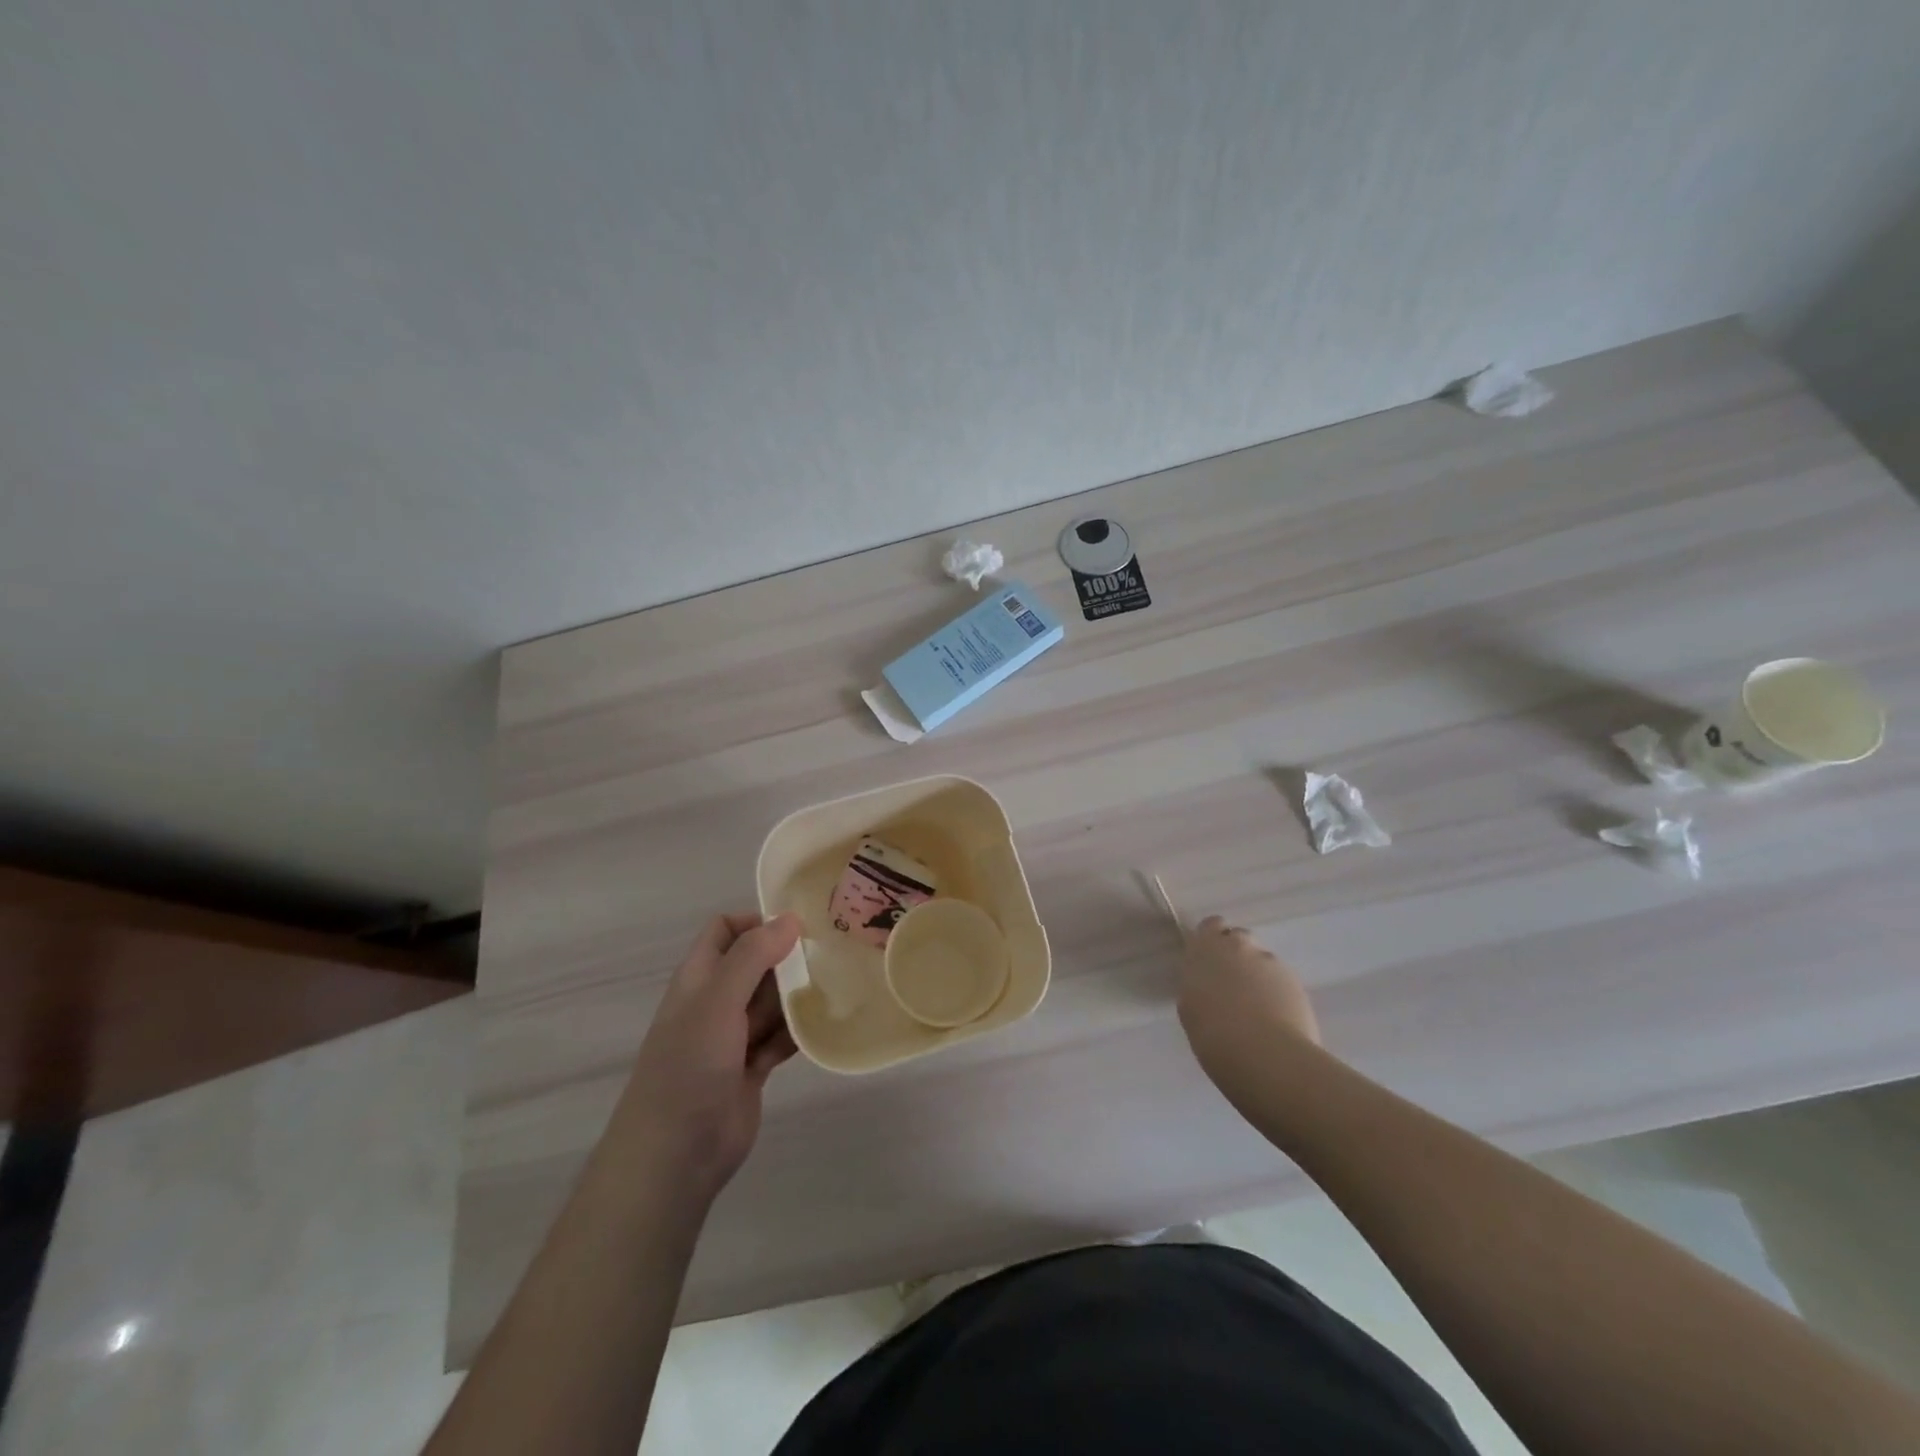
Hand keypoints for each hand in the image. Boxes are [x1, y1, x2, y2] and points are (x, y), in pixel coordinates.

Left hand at [612, 912, 803, 1205]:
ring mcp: (733, 1036)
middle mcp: (716, 1001)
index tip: (798, 926)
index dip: (756, 921)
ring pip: (772, 1001)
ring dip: (797, 996)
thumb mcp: (718, 1001)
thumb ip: (752, 956)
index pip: (726, 929)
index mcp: (699, 978)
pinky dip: (798, 1032)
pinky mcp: (751, 1068)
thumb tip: (789, 918)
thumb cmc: (689, 1066)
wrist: (675, 1155)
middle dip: (787, 958)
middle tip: (830, 955)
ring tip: (836, 987)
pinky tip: (823, 1027)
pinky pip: (781, 1037)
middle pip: (756, 963)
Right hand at [1178, 916, 1320, 1095]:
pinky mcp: (1295, 981)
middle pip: (1239, 939)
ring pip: (1262, 961)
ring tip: (1257, 1010)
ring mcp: (1270, 961)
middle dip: (1236, 955)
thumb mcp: (1190, 1006)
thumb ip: (1199, 984)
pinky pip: (1282, 980)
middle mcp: (1238, 946)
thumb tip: (1210, 985)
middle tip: (1232, 986)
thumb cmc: (1213, 1033)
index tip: (1210, 961)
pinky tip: (1276, 1020)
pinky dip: (1277, 993)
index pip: (1210, 925)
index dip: (1212, 940)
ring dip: (1258, 976)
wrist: (1264, 1054)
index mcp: (1206, 948)